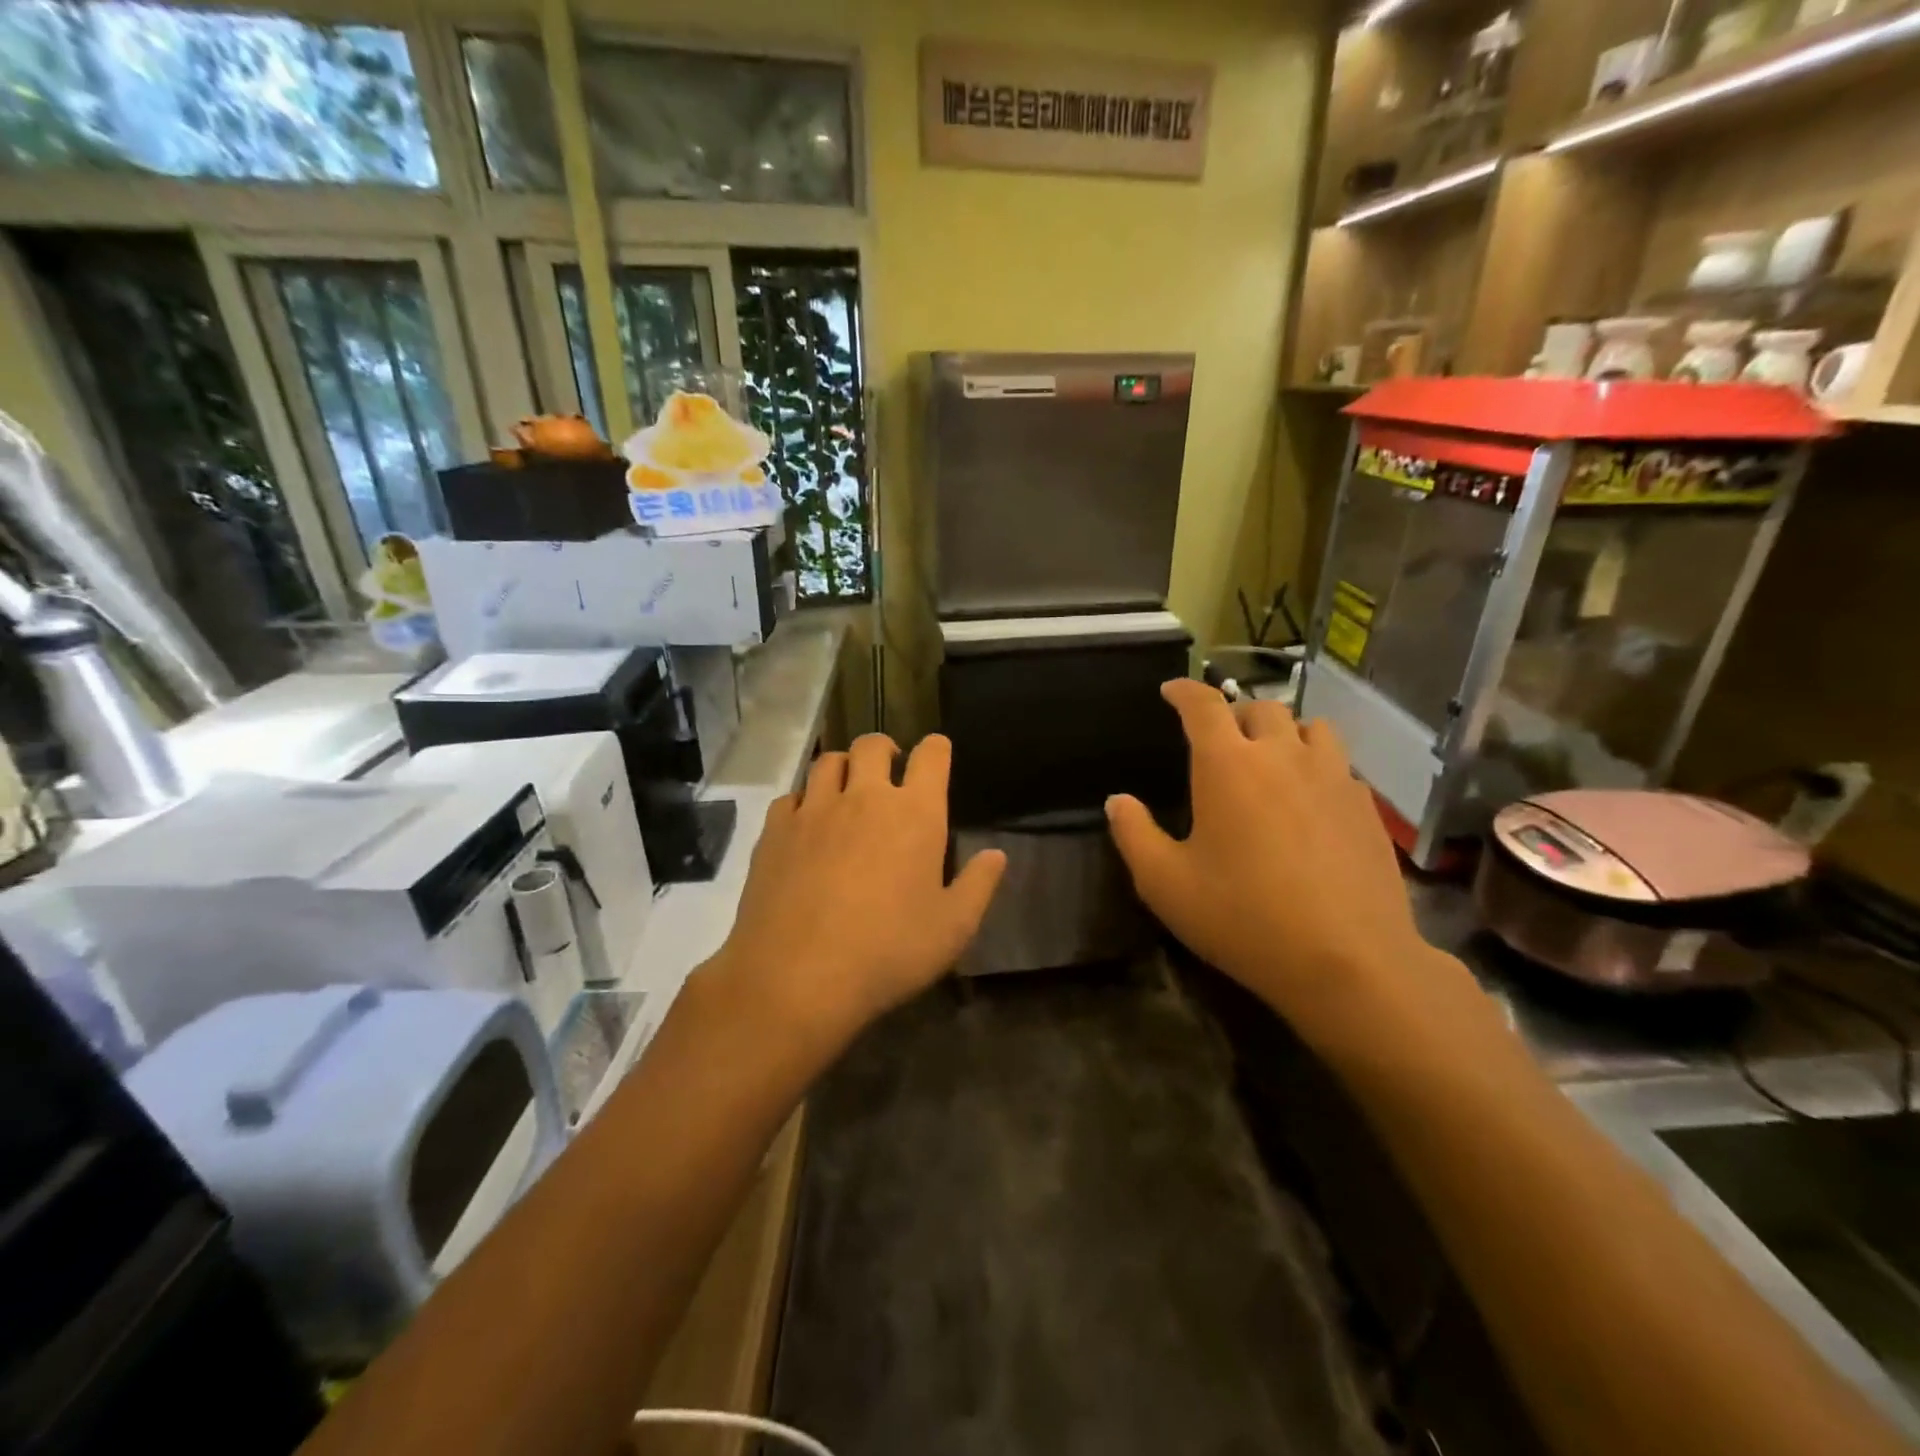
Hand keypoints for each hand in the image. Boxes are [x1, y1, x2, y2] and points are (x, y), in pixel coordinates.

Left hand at [708, 733, 1005, 1051]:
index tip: (936, 755)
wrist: (797, 977)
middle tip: (888, 772)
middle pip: (872, 745)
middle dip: (885, 750)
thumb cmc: (888, 953)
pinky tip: (807, 827)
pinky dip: (803, 802)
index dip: (936, 749)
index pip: (931, 755)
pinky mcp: (775, 831)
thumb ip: (978, 885)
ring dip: (843, 768)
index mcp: (915, 814)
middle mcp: (864, 797)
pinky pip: (791, 797)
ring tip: (847, 791)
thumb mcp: (952, 929)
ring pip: (828, 762)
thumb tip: (996, 854)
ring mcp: (814, 810)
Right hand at [1106, 680, 1450, 1043]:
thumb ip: (1134, 834)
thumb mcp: (1165, 884)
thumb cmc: (1243, 917)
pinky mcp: (1366, 806)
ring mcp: (1333, 777)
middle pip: (1260, 707)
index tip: (1171, 690)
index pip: (1203, 705)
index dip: (1184, 690)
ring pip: (1310, 726)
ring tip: (1271, 759)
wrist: (1348, 961)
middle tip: (1219, 739)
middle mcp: (1282, 755)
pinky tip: (1311, 800)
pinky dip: (1318, 766)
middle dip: (1234, 713)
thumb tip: (1117, 801)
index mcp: (1228, 765)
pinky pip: (1340, 764)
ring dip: (1284, 732)